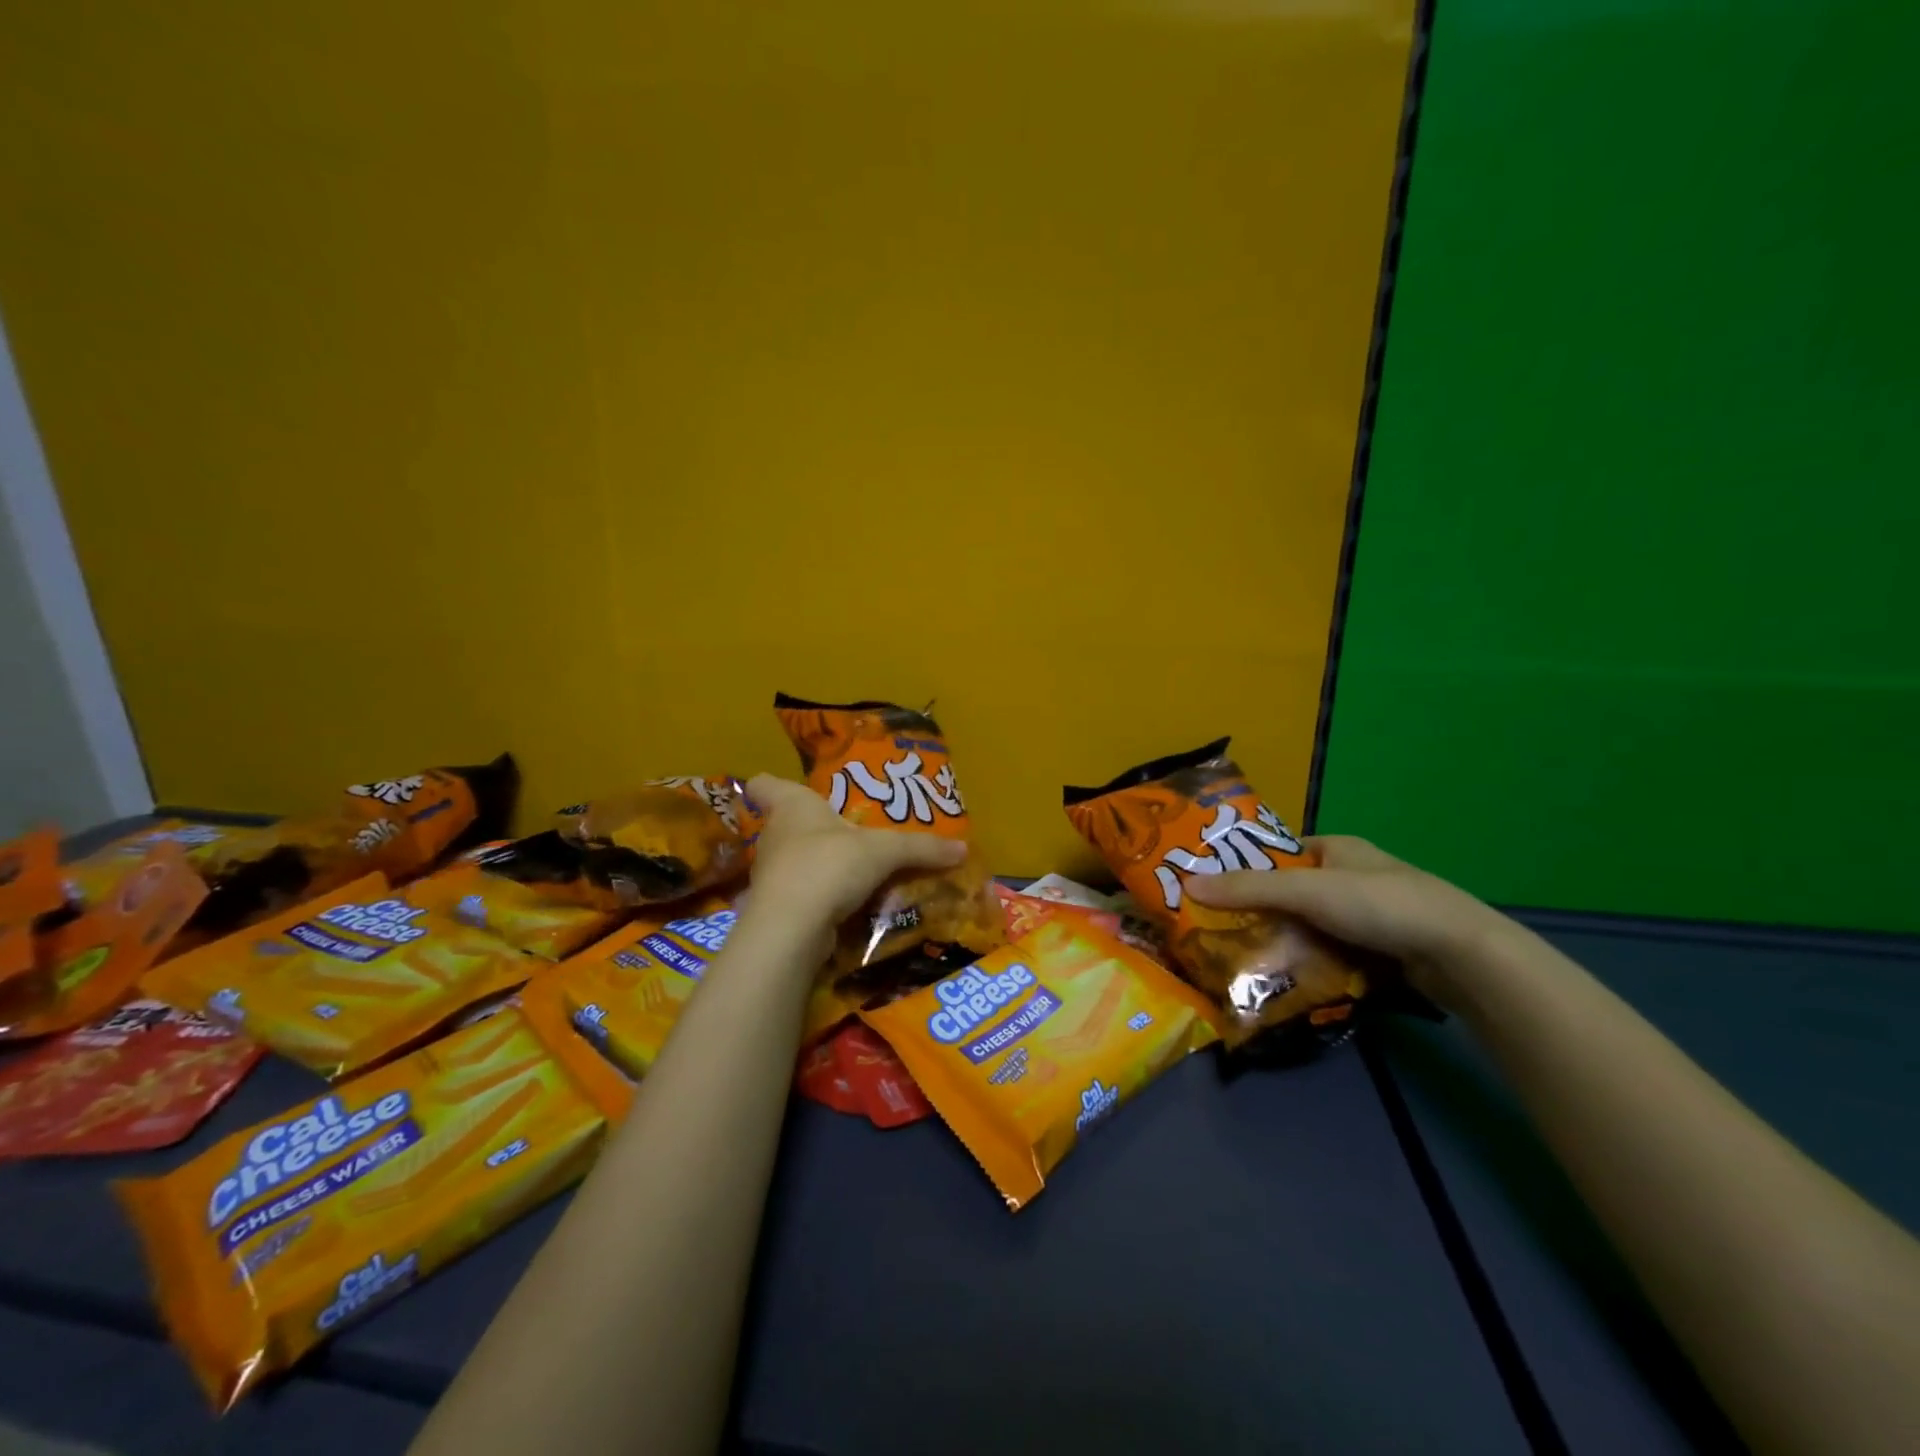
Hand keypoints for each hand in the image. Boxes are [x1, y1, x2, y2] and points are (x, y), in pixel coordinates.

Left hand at [741, 774, 966, 938]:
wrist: (792, 927)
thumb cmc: (829, 864)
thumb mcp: (885, 851)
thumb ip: (922, 848)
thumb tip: (964, 849)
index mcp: (792, 806)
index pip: (765, 784)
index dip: (772, 783)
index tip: (789, 787)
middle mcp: (775, 835)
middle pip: (787, 825)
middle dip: (813, 829)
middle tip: (847, 832)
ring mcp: (772, 874)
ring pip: (795, 862)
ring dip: (820, 865)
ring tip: (855, 870)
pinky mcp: (777, 908)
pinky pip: (803, 895)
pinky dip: (822, 898)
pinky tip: (849, 905)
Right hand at [1185, 835, 1513, 1008]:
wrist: (1462, 955)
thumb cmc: (1379, 904)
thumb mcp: (1306, 891)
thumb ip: (1248, 889)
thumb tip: (1187, 883)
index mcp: (1337, 847)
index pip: (1280, 854)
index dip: (1248, 869)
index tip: (1215, 892)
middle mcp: (1353, 875)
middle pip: (1293, 894)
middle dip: (1263, 914)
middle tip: (1224, 934)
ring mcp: (1372, 915)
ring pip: (1313, 927)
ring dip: (1287, 943)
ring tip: (1247, 962)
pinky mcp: (1385, 950)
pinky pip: (1335, 953)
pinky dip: (1314, 965)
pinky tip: (1290, 982)